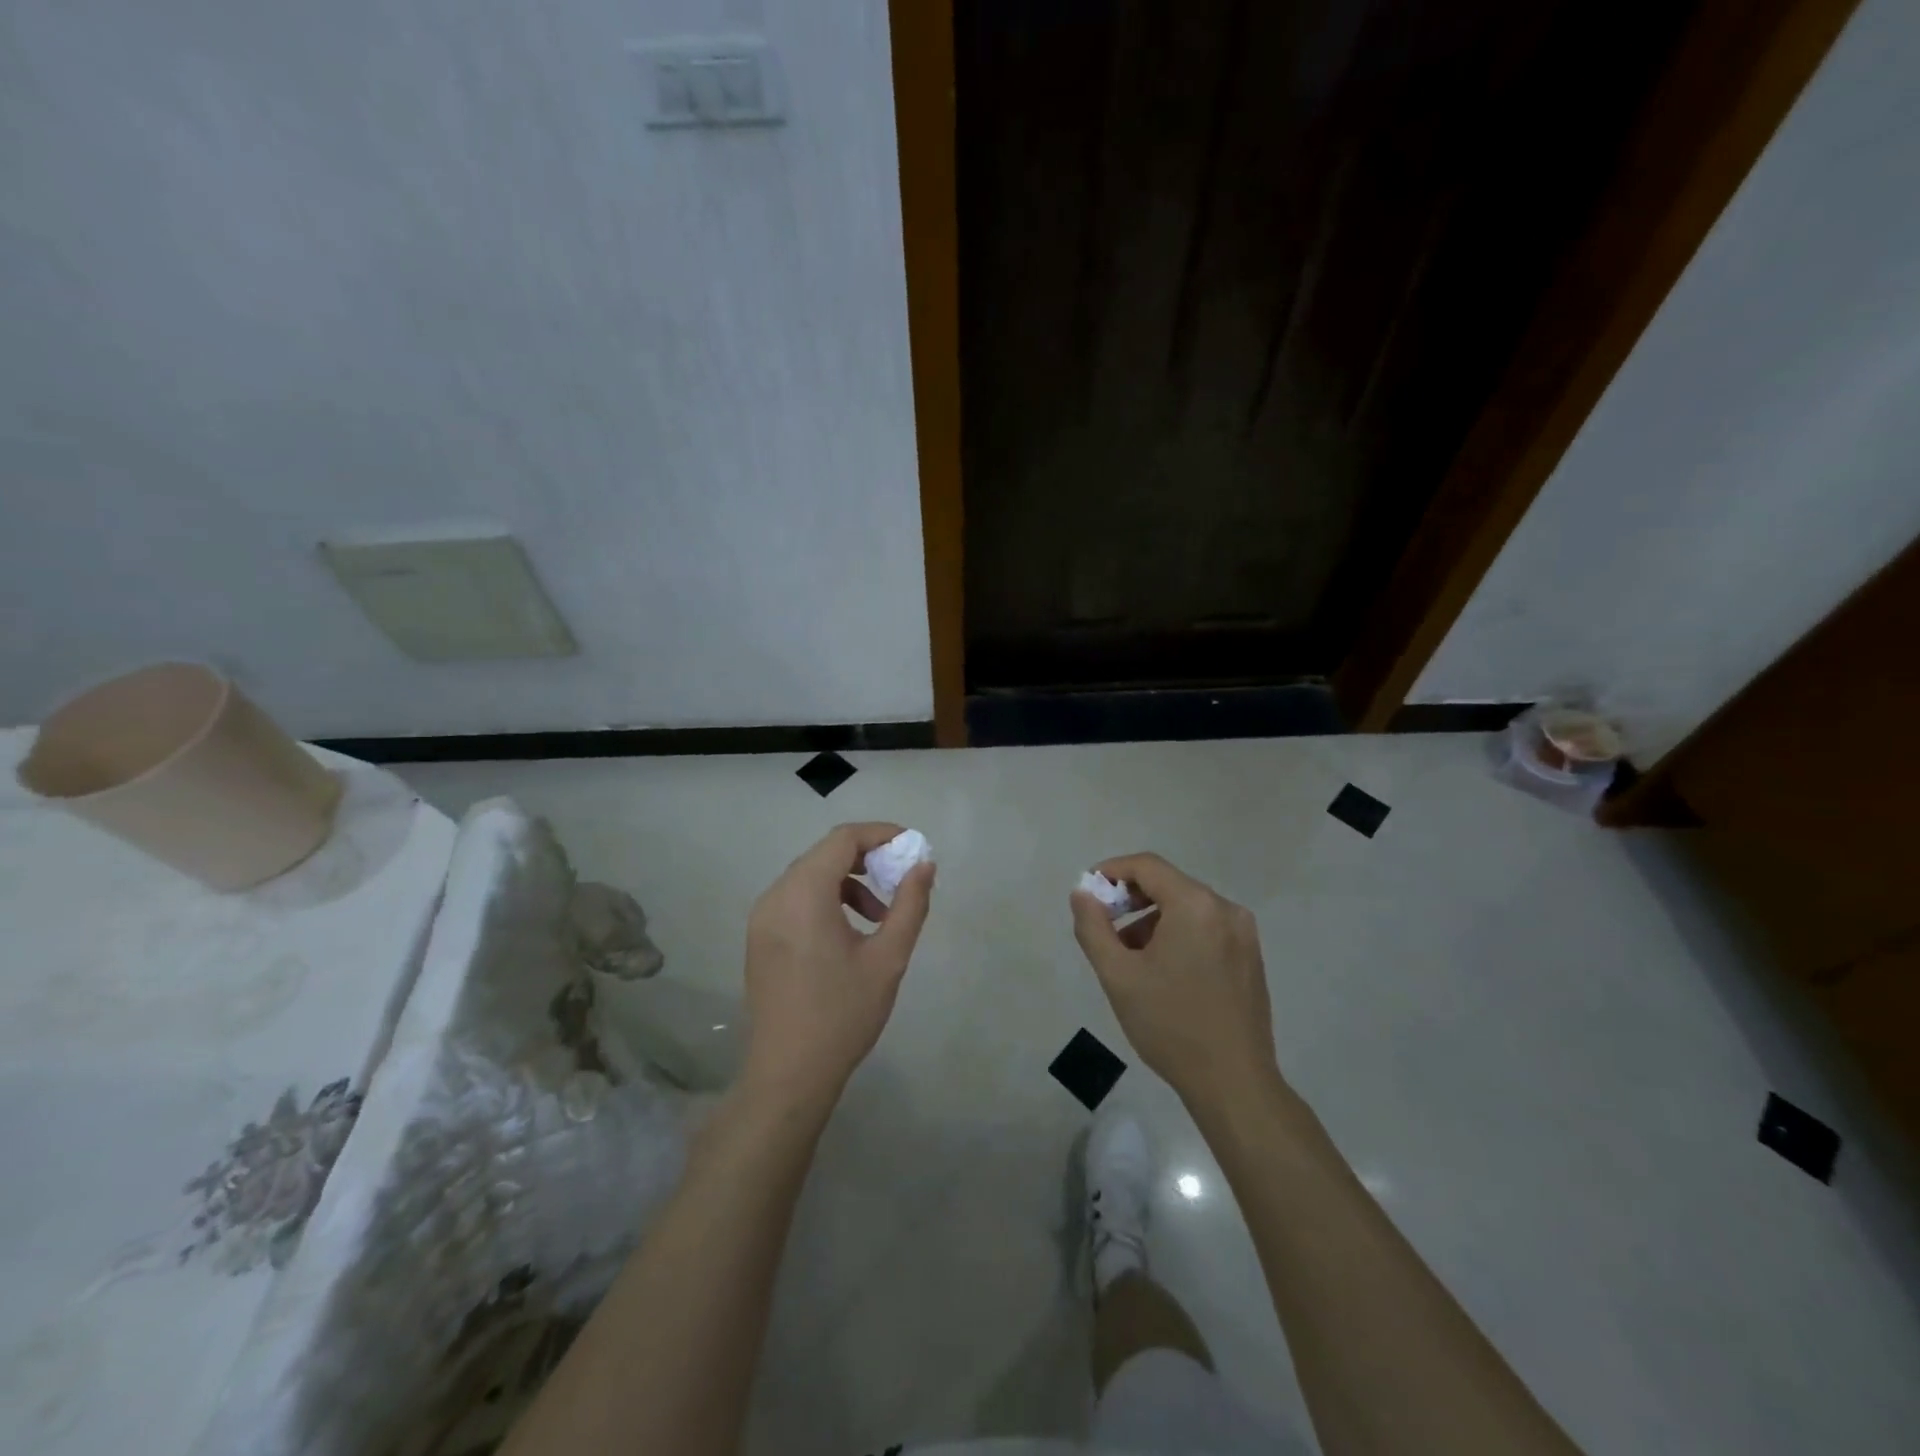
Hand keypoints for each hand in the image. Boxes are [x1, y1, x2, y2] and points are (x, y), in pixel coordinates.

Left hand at [741, 822, 934, 1107]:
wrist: (788, 1075)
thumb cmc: (842, 1014)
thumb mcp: (888, 958)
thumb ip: (910, 904)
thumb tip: (924, 865)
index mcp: (804, 894)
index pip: (843, 839)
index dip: (881, 834)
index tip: (912, 848)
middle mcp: (776, 896)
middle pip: (825, 854)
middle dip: (867, 859)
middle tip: (901, 881)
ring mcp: (762, 917)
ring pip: (810, 876)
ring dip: (849, 882)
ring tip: (881, 916)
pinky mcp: (760, 937)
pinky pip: (797, 899)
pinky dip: (827, 899)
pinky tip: (851, 933)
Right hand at [1070, 853, 1279, 1111]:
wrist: (1234, 1083)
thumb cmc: (1170, 1025)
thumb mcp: (1118, 975)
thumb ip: (1093, 927)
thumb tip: (1082, 894)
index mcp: (1195, 905)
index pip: (1147, 866)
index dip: (1112, 871)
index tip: (1088, 892)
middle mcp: (1225, 909)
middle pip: (1169, 884)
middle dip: (1130, 898)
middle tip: (1103, 925)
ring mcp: (1244, 934)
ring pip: (1187, 908)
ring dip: (1152, 919)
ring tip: (1130, 956)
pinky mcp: (1251, 957)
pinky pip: (1206, 928)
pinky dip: (1178, 934)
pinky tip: (1162, 970)